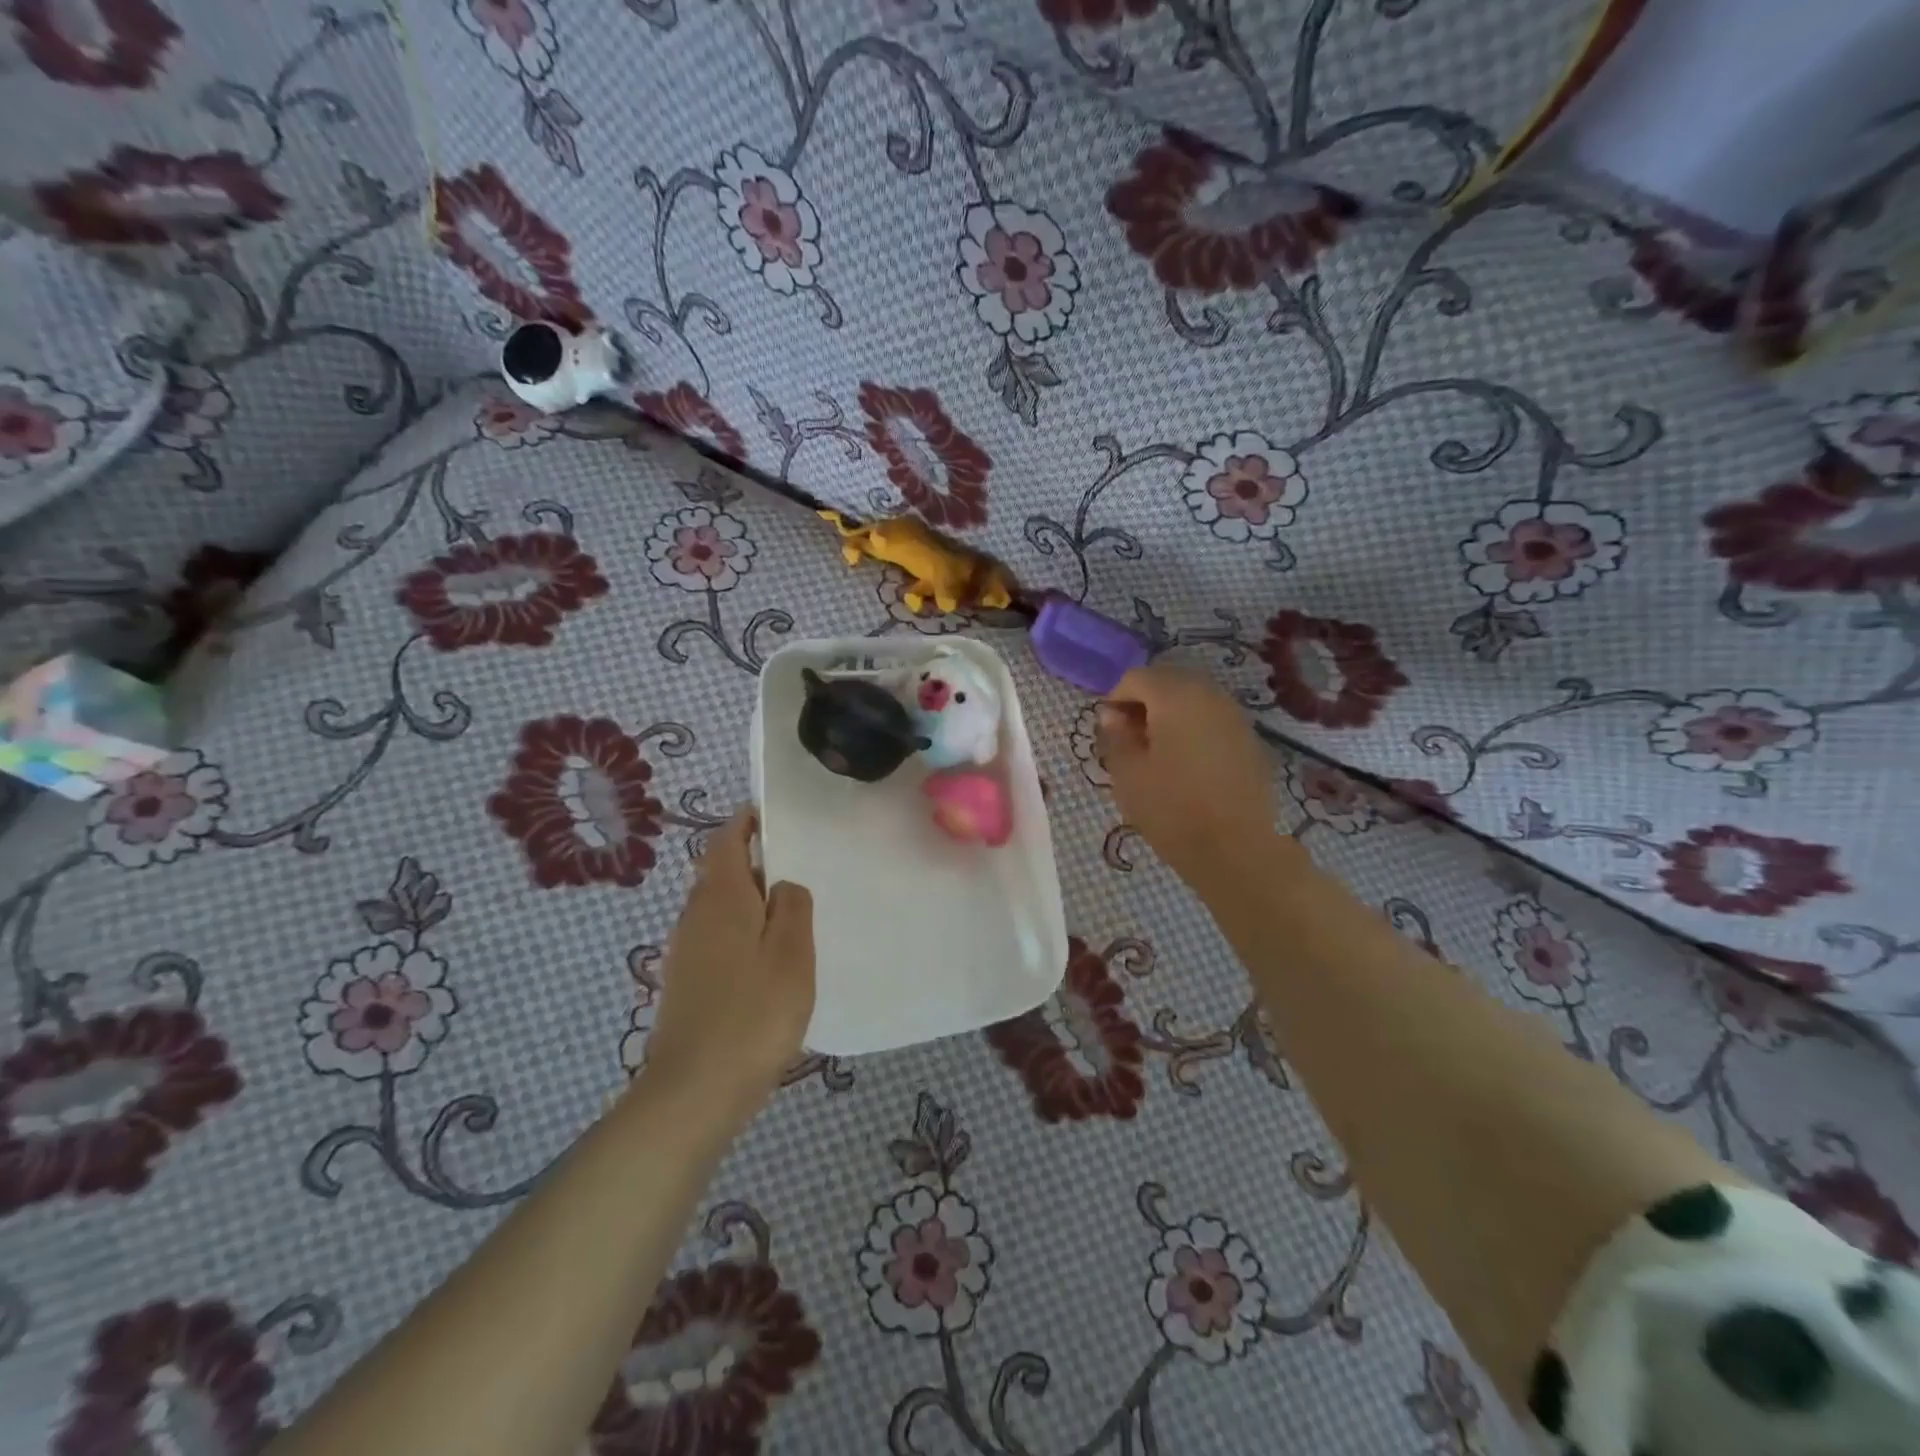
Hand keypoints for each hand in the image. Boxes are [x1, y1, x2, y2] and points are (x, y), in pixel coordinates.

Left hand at [643, 811, 814, 1108]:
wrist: (694, 1092)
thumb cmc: (753, 1013)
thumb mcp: (791, 952)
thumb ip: (791, 906)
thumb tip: (781, 884)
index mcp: (720, 897)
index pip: (726, 840)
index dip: (746, 822)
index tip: (775, 817)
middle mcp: (694, 915)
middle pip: (722, 873)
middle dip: (756, 865)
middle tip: (800, 872)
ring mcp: (685, 951)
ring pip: (721, 908)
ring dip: (752, 903)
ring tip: (793, 918)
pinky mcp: (686, 983)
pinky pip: (718, 939)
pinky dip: (743, 935)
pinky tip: (769, 963)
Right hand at [1097, 666, 1277, 886]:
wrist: (1237, 849)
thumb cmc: (1172, 809)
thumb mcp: (1128, 774)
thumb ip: (1116, 736)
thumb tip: (1113, 716)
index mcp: (1176, 697)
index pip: (1136, 677)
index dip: (1115, 698)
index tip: (1106, 729)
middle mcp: (1210, 695)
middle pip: (1168, 681)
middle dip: (1144, 701)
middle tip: (1128, 737)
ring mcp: (1235, 716)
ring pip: (1193, 699)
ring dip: (1169, 714)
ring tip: (1156, 751)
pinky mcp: (1250, 739)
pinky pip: (1212, 719)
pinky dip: (1193, 728)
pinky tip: (1185, 762)